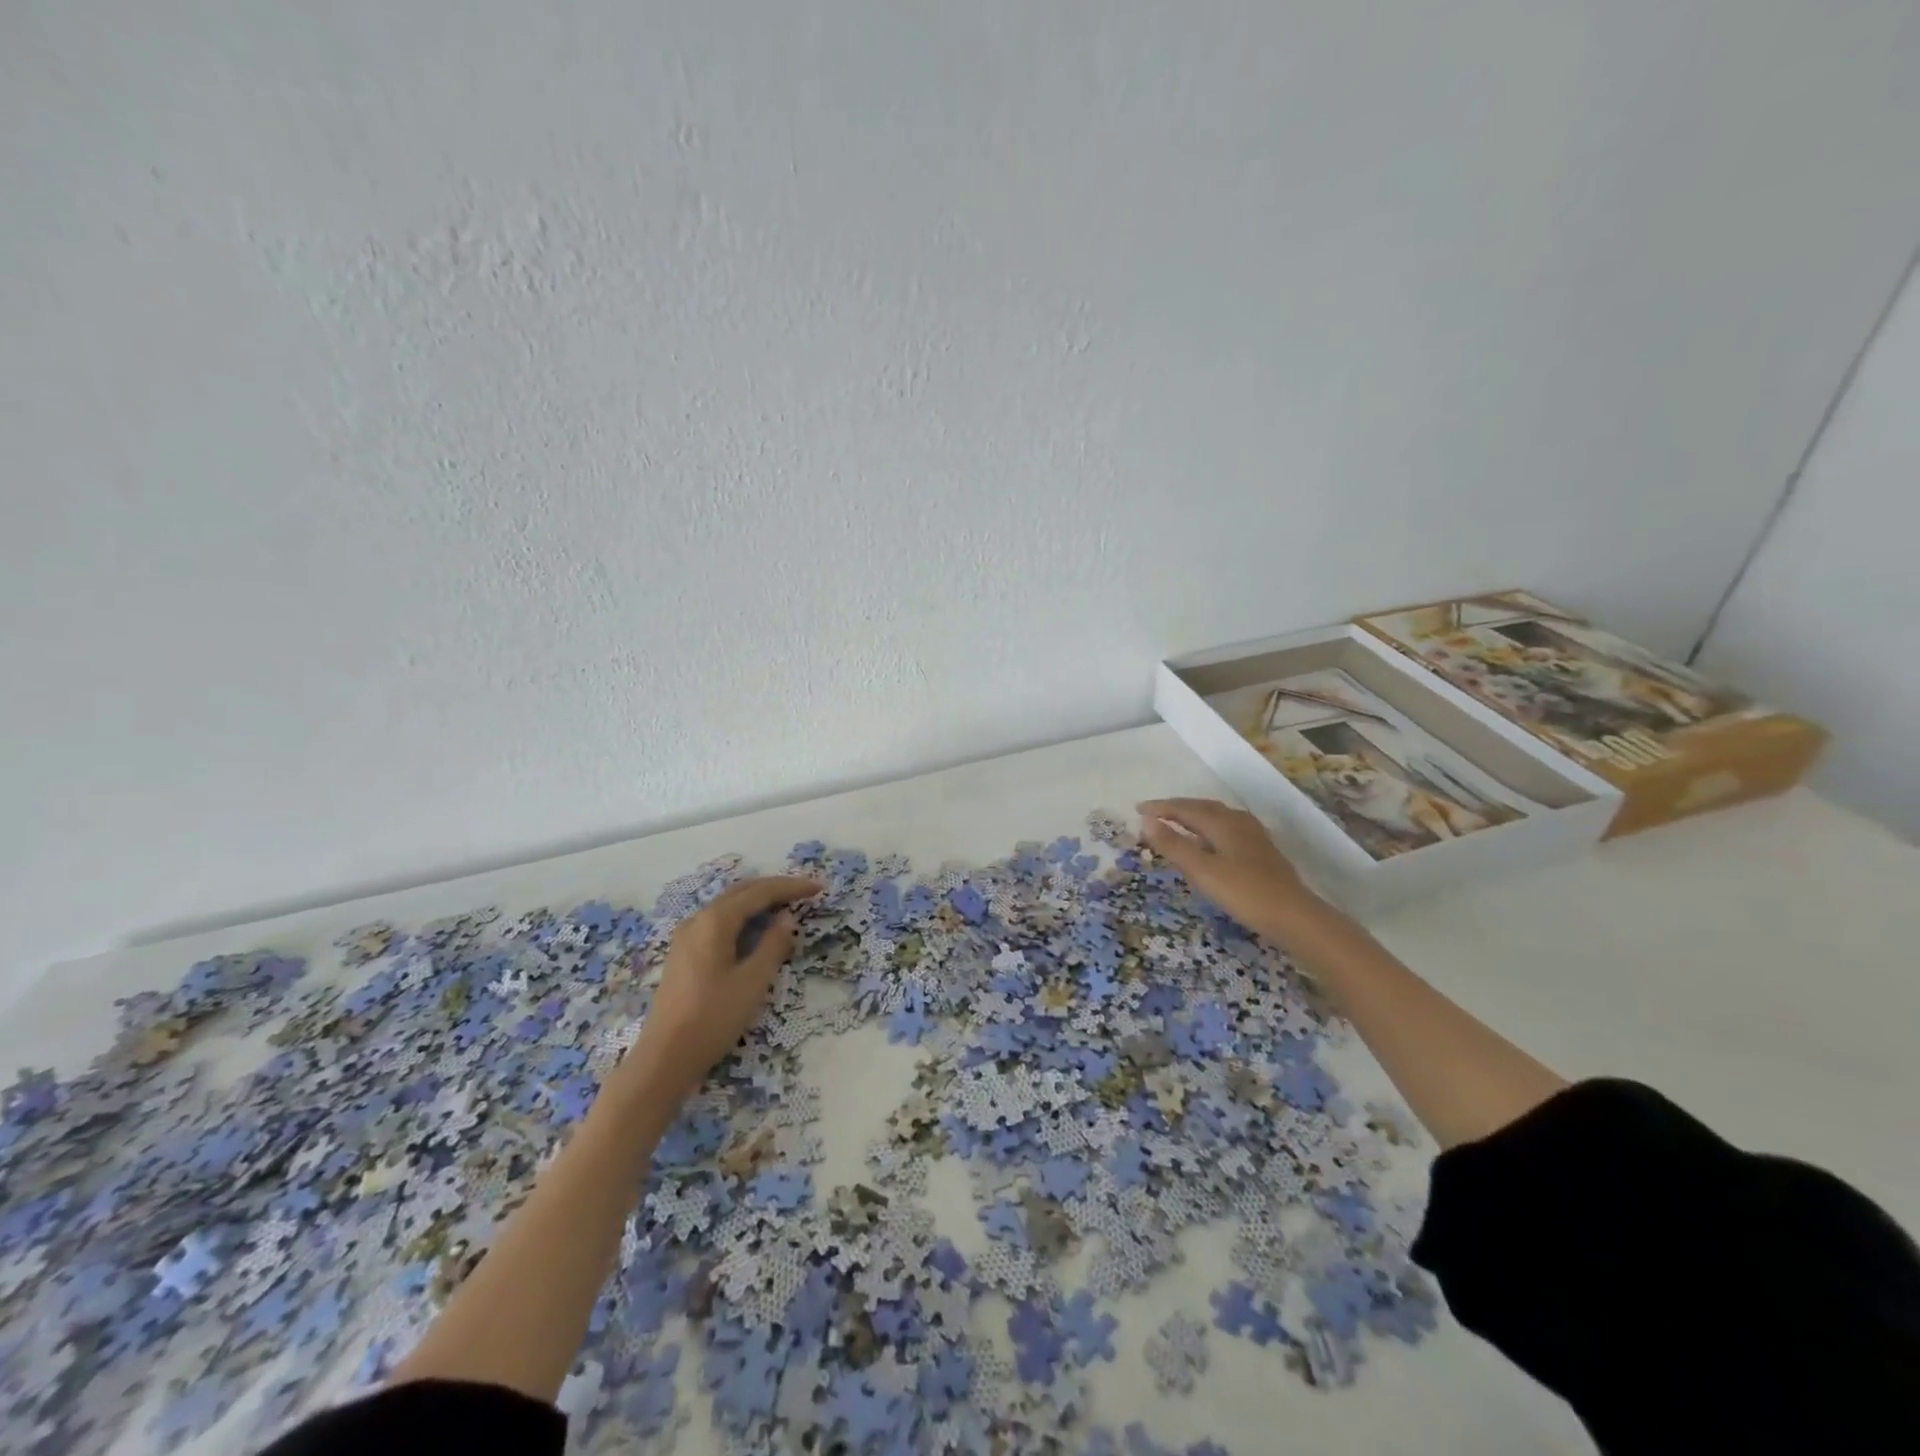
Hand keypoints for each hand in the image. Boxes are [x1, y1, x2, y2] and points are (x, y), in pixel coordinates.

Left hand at [621, 875, 821, 1100]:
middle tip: (804, 892)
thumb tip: (787, 918)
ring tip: (785, 906)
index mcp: (715, 921)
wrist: (664, 1059)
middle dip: (774, 888)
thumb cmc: (713, 1018)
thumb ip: (773, 945)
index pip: (760, 893)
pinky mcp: (683, 953)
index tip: (818, 887)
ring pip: (728, 905)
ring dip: (757, 901)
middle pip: (741, 892)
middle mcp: (698, 920)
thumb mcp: (753, 982)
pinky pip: (718, 921)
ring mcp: (686, 936)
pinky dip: (742, 917)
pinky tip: (754, 930)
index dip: (791, 887)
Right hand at [1136, 798, 1321, 940]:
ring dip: (1193, 816)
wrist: (1294, 916)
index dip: (1160, 808)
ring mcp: (1253, 835)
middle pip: (1202, 807)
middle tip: (1154, 813)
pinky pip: (1227, 827)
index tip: (1137, 810)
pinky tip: (1211, 841)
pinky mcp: (1261, 850)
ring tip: (1177, 823)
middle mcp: (1237, 821)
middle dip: (1176, 808)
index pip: (1184, 808)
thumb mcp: (1202, 871)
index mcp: (1221, 822)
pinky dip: (1209, 827)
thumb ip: (1173, 845)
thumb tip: (1146, 821)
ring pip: (1217, 816)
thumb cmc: (1244, 892)